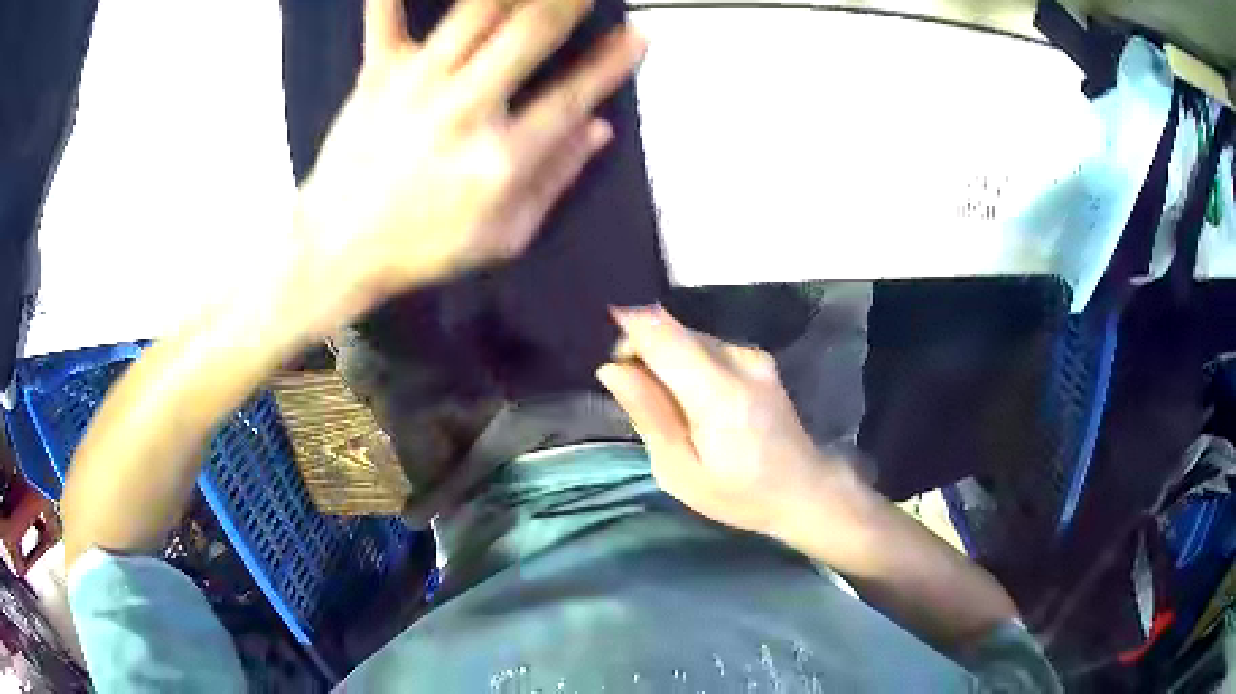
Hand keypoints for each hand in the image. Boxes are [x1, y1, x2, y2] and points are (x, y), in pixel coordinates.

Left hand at [294, 0, 645, 327]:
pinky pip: (386, 18)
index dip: (611, 63)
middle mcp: (464, 109)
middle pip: (529, 33)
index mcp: (501, 158)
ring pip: (474, 13)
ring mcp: (416, 85)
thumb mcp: (503, 236)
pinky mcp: (376, 75)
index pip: (572, 97)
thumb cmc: (422, 248)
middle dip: (566, 2)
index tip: (637, 35)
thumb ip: (555, 180)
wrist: (338, 249)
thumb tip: (599, 128)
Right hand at [597, 305, 862, 537]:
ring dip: (664, 361)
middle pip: (671, 331)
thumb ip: (648, 414)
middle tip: (637, 400)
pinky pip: (705, 347)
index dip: (626, 328)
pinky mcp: (757, 357)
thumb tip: (612, 369)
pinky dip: (686, 365)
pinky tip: (693, 402)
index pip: (662, 334)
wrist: (803, 489)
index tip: (605, 349)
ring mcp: (753, 355)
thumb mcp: (681, 472)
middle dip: (642, 353)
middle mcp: (738, 359)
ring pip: (686, 337)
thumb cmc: (739, 494)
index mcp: (719, 393)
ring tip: (669, 408)